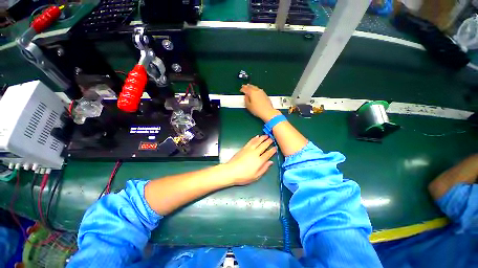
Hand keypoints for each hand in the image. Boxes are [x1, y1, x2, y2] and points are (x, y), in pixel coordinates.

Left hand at [225, 135, 276, 185]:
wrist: (231, 171)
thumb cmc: (244, 176)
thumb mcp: (256, 176)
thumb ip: (264, 168)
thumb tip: (270, 162)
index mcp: (259, 161)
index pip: (268, 154)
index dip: (272, 150)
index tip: (275, 147)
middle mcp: (255, 153)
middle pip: (263, 146)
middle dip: (268, 142)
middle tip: (272, 139)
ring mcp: (249, 149)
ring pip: (257, 142)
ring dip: (262, 138)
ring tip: (266, 135)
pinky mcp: (244, 148)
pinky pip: (250, 141)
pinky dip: (254, 138)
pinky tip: (257, 136)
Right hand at [241, 84, 281, 121]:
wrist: (267, 112)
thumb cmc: (257, 110)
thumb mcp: (248, 106)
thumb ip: (246, 100)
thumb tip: (246, 96)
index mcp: (252, 93)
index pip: (246, 89)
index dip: (242, 89)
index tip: (241, 90)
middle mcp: (257, 91)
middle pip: (251, 86)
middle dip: (247, 86)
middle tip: (244, 87)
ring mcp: (262, 92)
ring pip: (255, 87)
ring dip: (252, 87)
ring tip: (249, 88)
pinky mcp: (265, 95)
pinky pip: (259, 90)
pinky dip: (256, 90)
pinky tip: (255, 92)